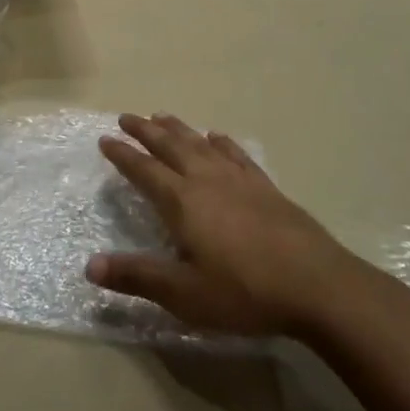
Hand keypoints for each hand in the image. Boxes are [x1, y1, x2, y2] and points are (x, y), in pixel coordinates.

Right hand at [86, 113, 373, 338]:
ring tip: (163, 117)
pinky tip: (217, 137)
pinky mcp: (267, 189)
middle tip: (127, 117)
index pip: (144, 170)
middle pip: (170, 147)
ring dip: (179, 129)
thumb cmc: (244, 292)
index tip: (105, 139)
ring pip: (201, 145)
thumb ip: (136, 277)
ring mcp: (240, 181)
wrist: (320, 287)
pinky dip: (222, 143)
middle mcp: (207, 181)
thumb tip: (89, 266)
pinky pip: (237, 155)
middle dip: (146, 131)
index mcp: (182, 202)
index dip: (122, 154)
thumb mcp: (183, 293)